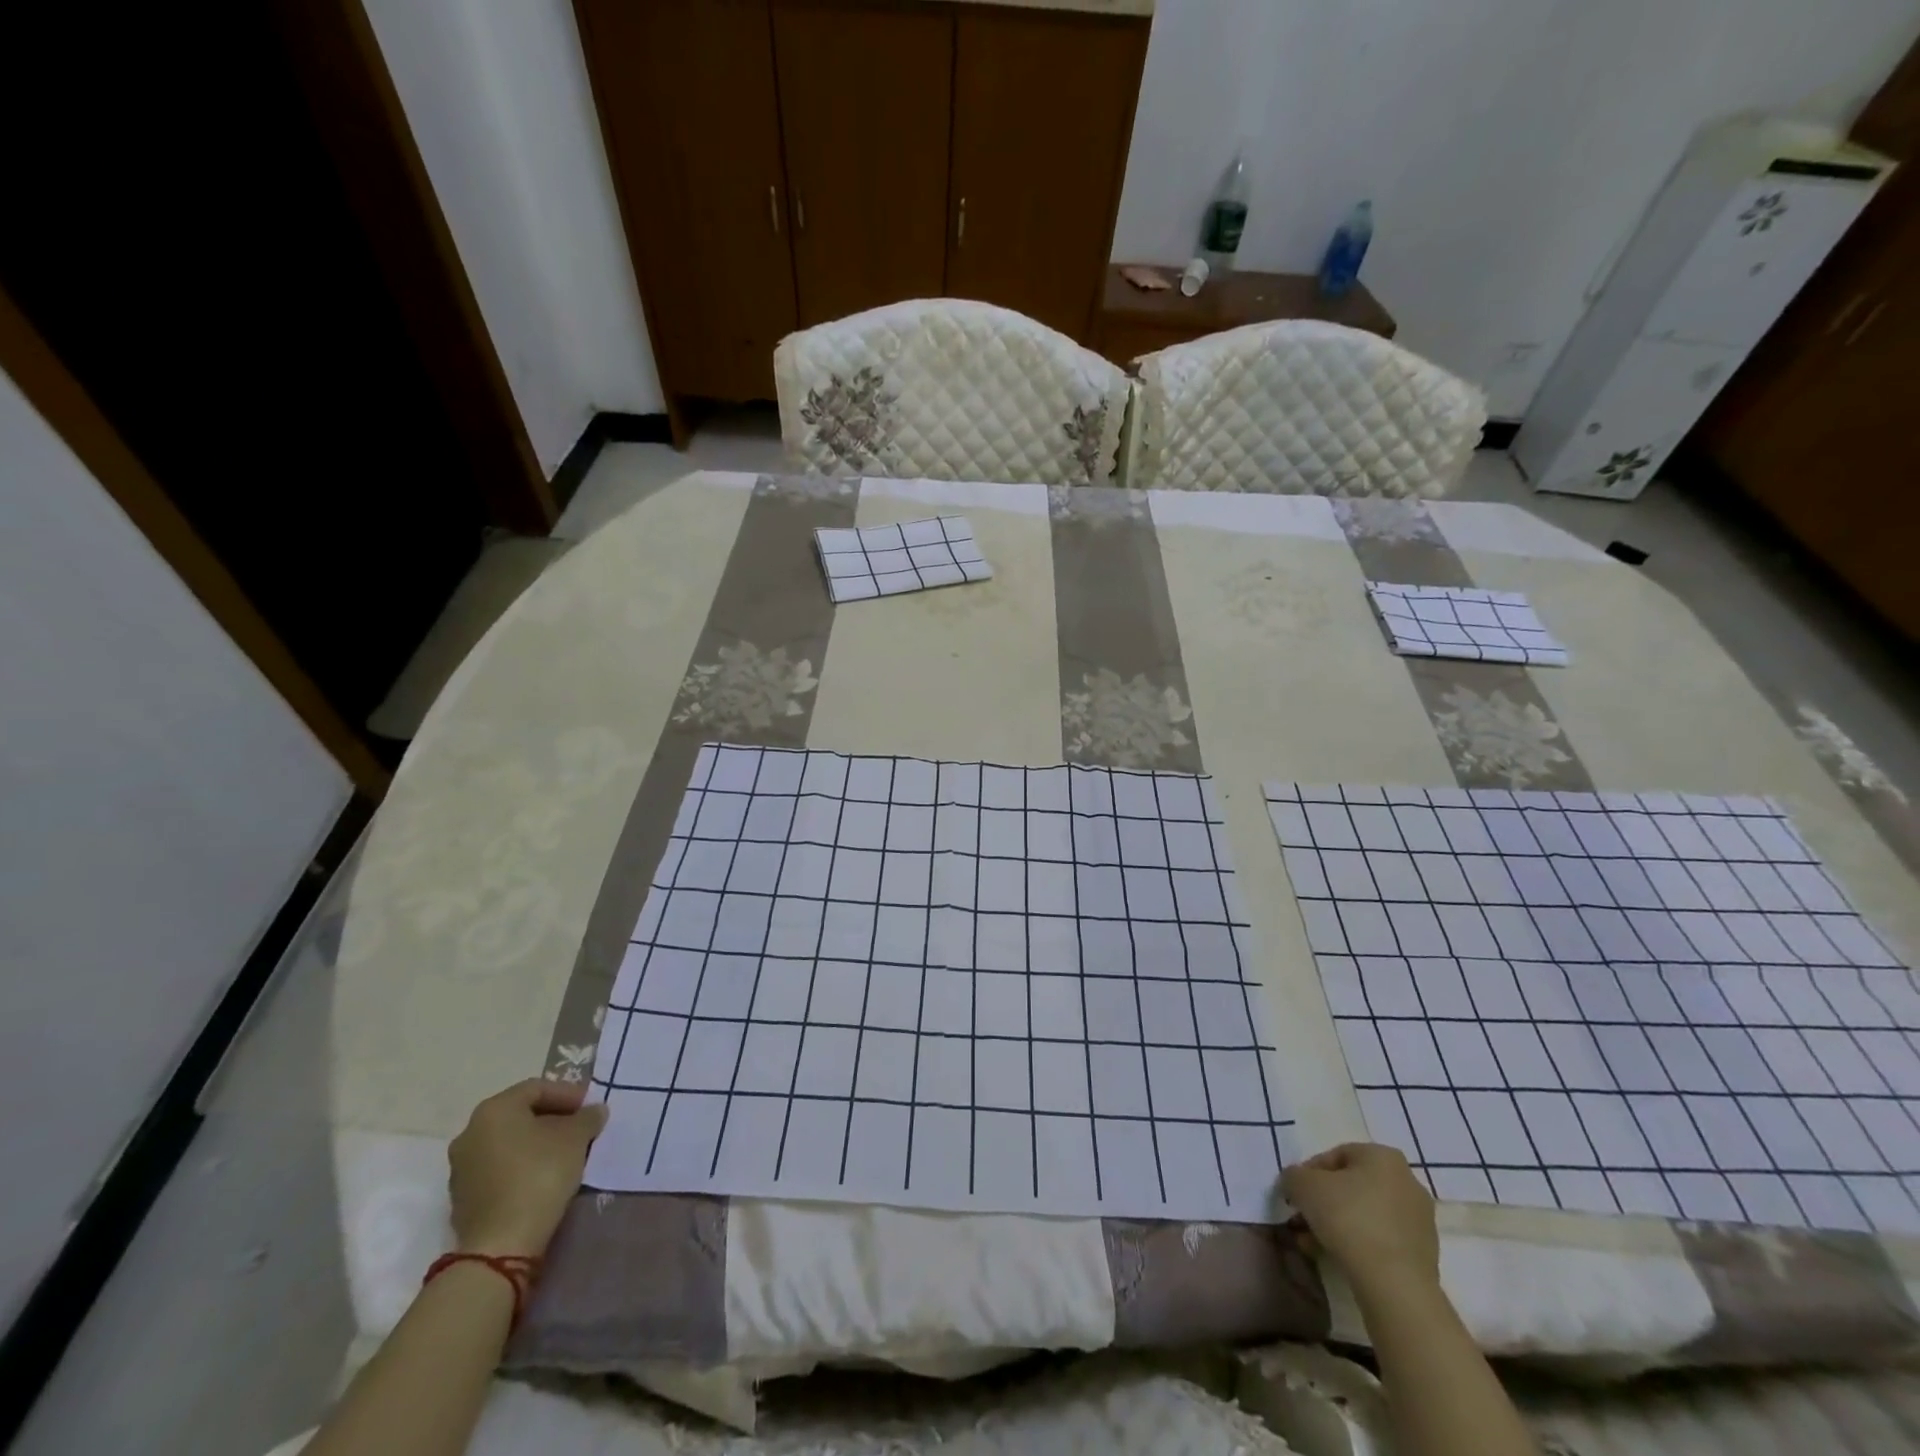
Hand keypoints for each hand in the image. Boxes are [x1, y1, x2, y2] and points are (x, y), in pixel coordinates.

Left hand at [447, 1079, 607, 1258]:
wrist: (501, 1244)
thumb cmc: (540, 1175)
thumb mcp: (576, 1138)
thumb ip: (587, 1117)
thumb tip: (594, 1111)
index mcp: (494, 1110)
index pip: (537, 1088)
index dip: (568, 1094)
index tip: (590, 1108)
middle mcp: (470, 1132)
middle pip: (520, 1114)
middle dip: (553, 1118)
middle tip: (581, 1128)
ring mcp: (461, 1167)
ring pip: (508, 1142)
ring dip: (537, 1142)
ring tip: (566, 1153)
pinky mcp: (462, 1197)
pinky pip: (498, 1168)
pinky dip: (521, 1165)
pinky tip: (544, 1177)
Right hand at [1282, 1142, 1438, 1297]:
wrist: (1395, 1285)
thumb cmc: (1348, 1218)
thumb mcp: (1302, 1185)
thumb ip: (1293, 1176)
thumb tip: (1295, 1183)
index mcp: (1383, 1156)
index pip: (1335, 1156)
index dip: (1308, 1173)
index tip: (1294, 1194)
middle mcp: (1407, 1181)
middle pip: (1351, 1187)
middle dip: (1323, 1203)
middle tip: (1302, 1220)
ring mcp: (1419, 1219)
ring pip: (1365, 1214)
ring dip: (1336, 1225)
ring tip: (1312, 1243)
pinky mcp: (1424, 1253)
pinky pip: (1381, 1239)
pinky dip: (1358, 1244)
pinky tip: (1336, 1258)